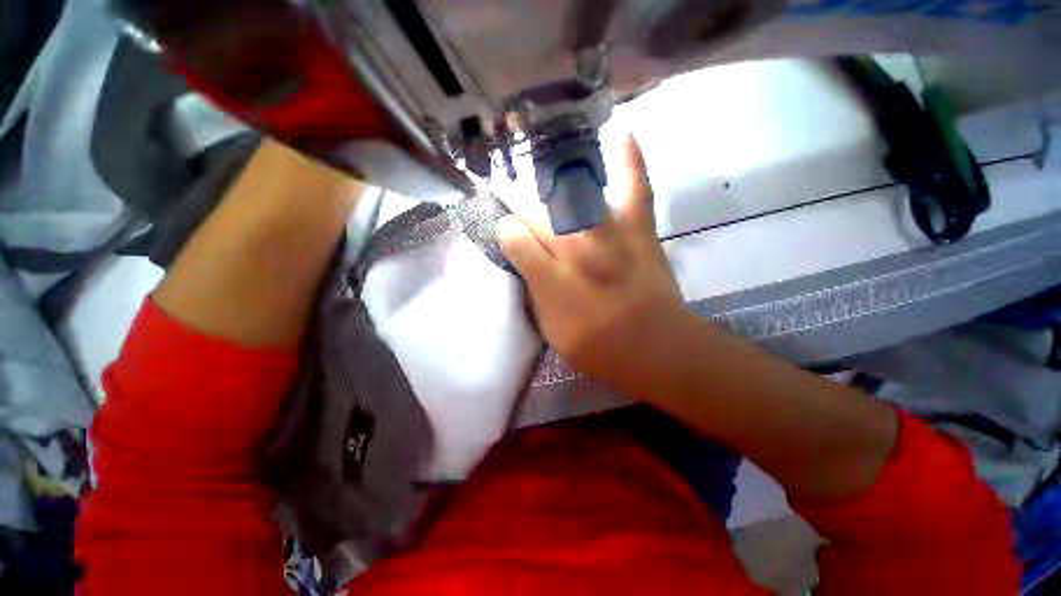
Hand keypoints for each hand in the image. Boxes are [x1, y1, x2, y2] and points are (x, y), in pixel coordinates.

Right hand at [497, 136, 687, 387]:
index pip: (513, 237)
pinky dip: (629, 159)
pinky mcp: (639, 229)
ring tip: (542, 167)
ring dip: (552, 182)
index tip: (506, 231)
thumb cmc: (595, 343)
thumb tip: (517, 250)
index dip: (506, 231)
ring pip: (572, 195)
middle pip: (538, 213)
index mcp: (549, 275)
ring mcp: (609, 233)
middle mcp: (574, 248)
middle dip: (522, 206)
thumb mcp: (549, 326)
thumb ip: (531, 286)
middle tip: (516, 201)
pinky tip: (620, 133)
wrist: (654, 347)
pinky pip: (634, 186)